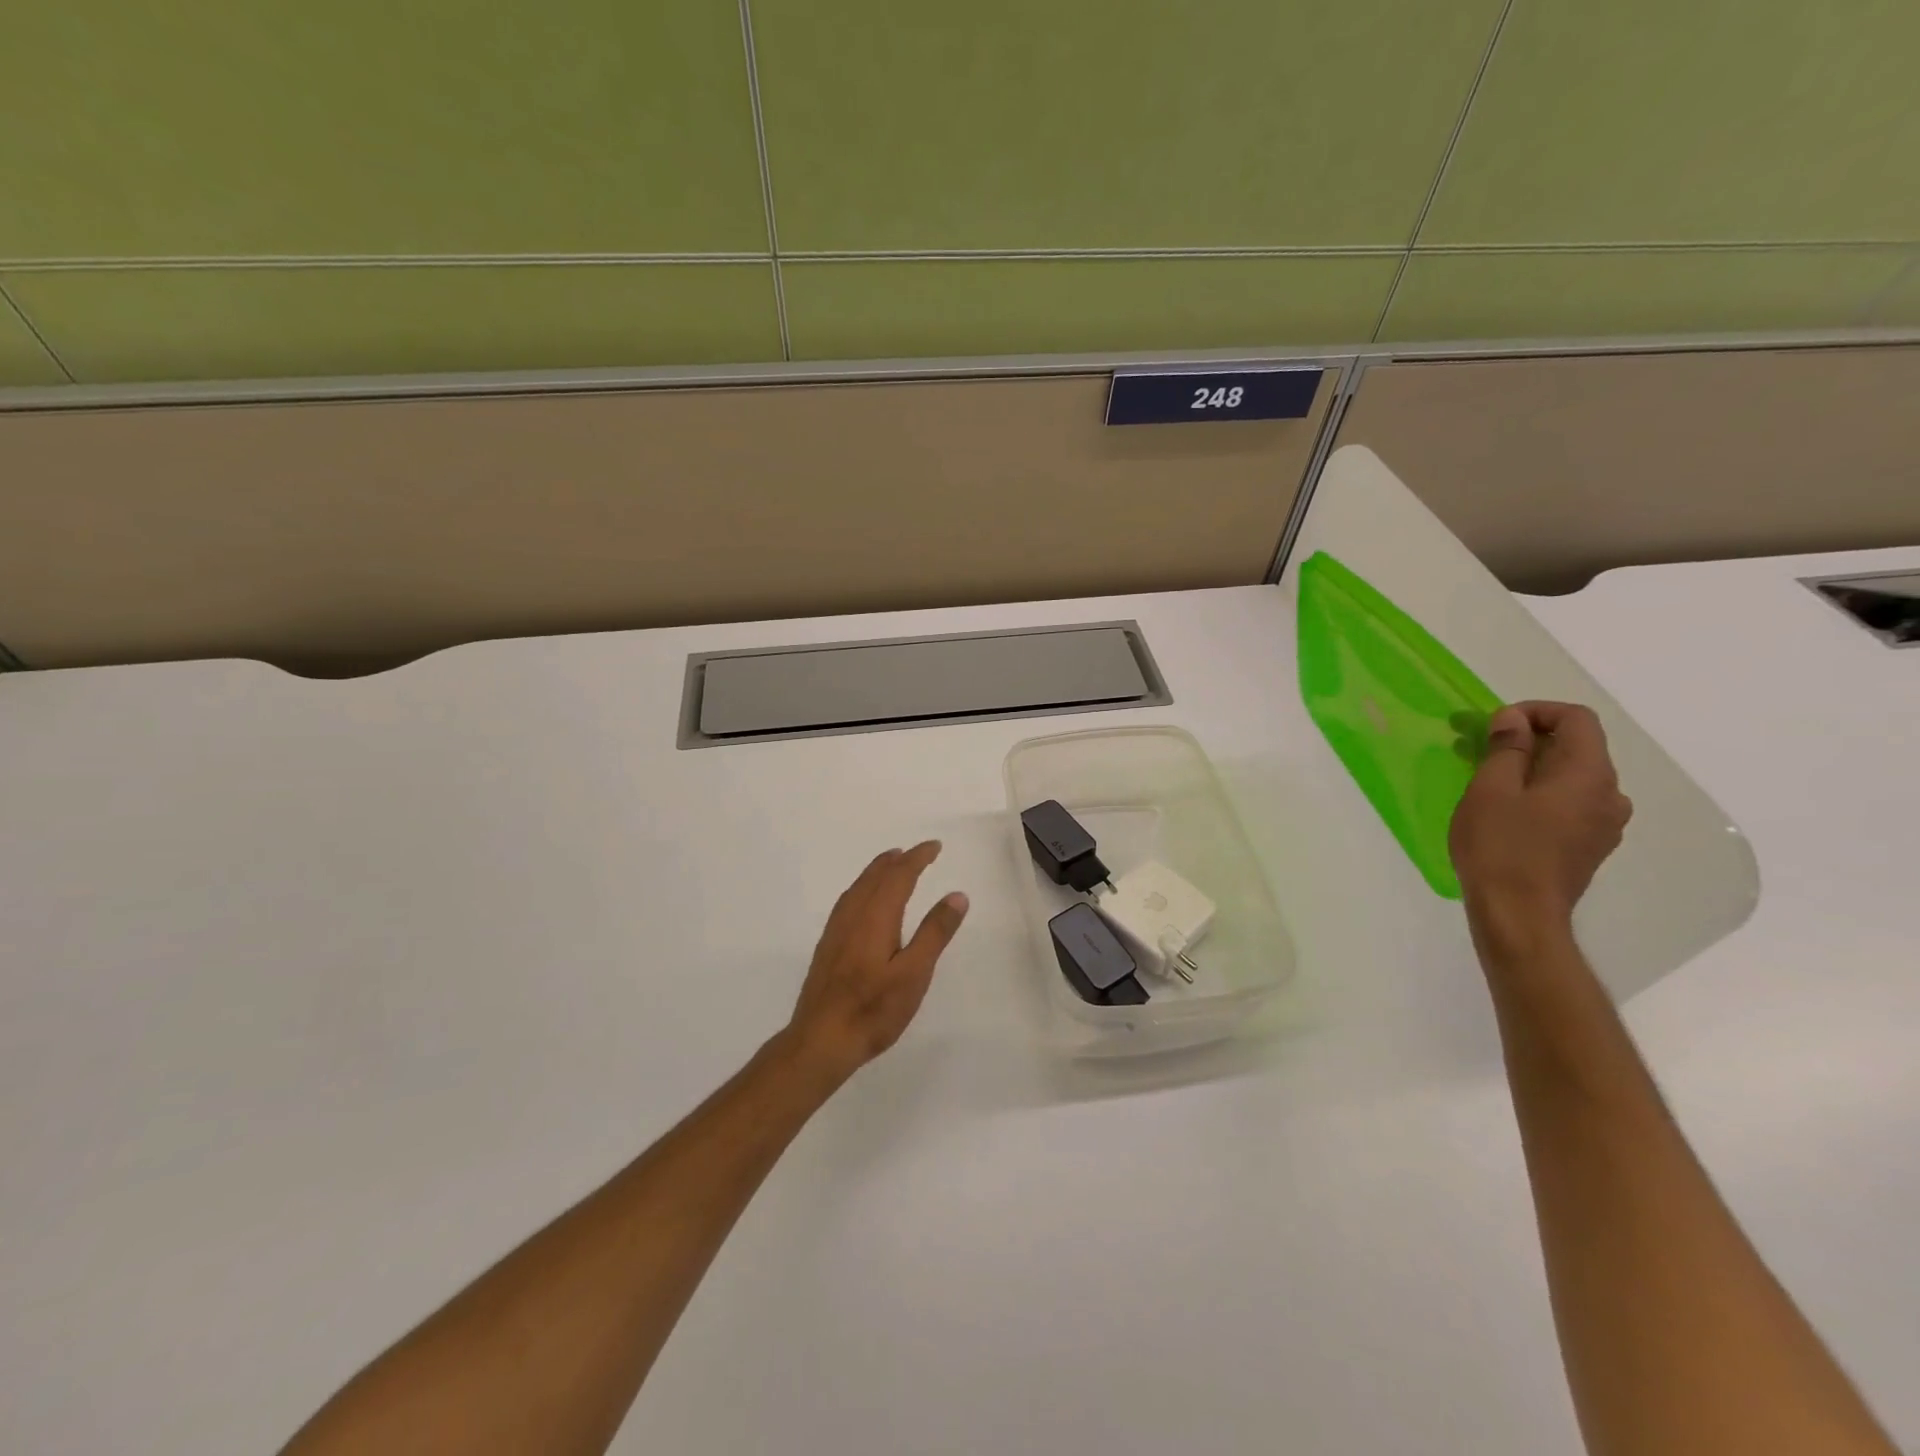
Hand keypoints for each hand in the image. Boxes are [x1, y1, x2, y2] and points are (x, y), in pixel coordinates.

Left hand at [782, 842, 969, 1086]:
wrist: (821, 1040)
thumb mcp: (915, 973)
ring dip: (878, 870)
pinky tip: (864, 901)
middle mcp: (853, 915)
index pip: (899, 875)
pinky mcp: (828, 946)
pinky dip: (863, 887)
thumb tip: (956, 895)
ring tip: (892, 864)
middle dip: (898, 860)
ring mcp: (836, 930)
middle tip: (917, 852)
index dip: (917, 857)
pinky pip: (848, 900)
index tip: (935, 846)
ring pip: (859, 887)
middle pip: (875, 875)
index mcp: (876, 916)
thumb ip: (935, 932)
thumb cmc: (874, 1009)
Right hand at [1450, 701, 1632, 937]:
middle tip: (1480, 749)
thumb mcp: (1490, 789)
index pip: (1577, 719)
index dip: (1536, 711)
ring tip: (1488, 780)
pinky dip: (1541, 792)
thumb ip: (1507, 748)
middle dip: (1529, 740)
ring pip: (1572, 777)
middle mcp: (1611, 794)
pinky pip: (1571, 802)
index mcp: (1589, 774)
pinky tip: (1507, 810)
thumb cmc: (1500, 846)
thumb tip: (1514, 719)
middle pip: (1577, 747)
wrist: (1519, 914)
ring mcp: (1605, 823)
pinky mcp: (1591, 845)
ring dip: (1533, 767)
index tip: (1494, 724)